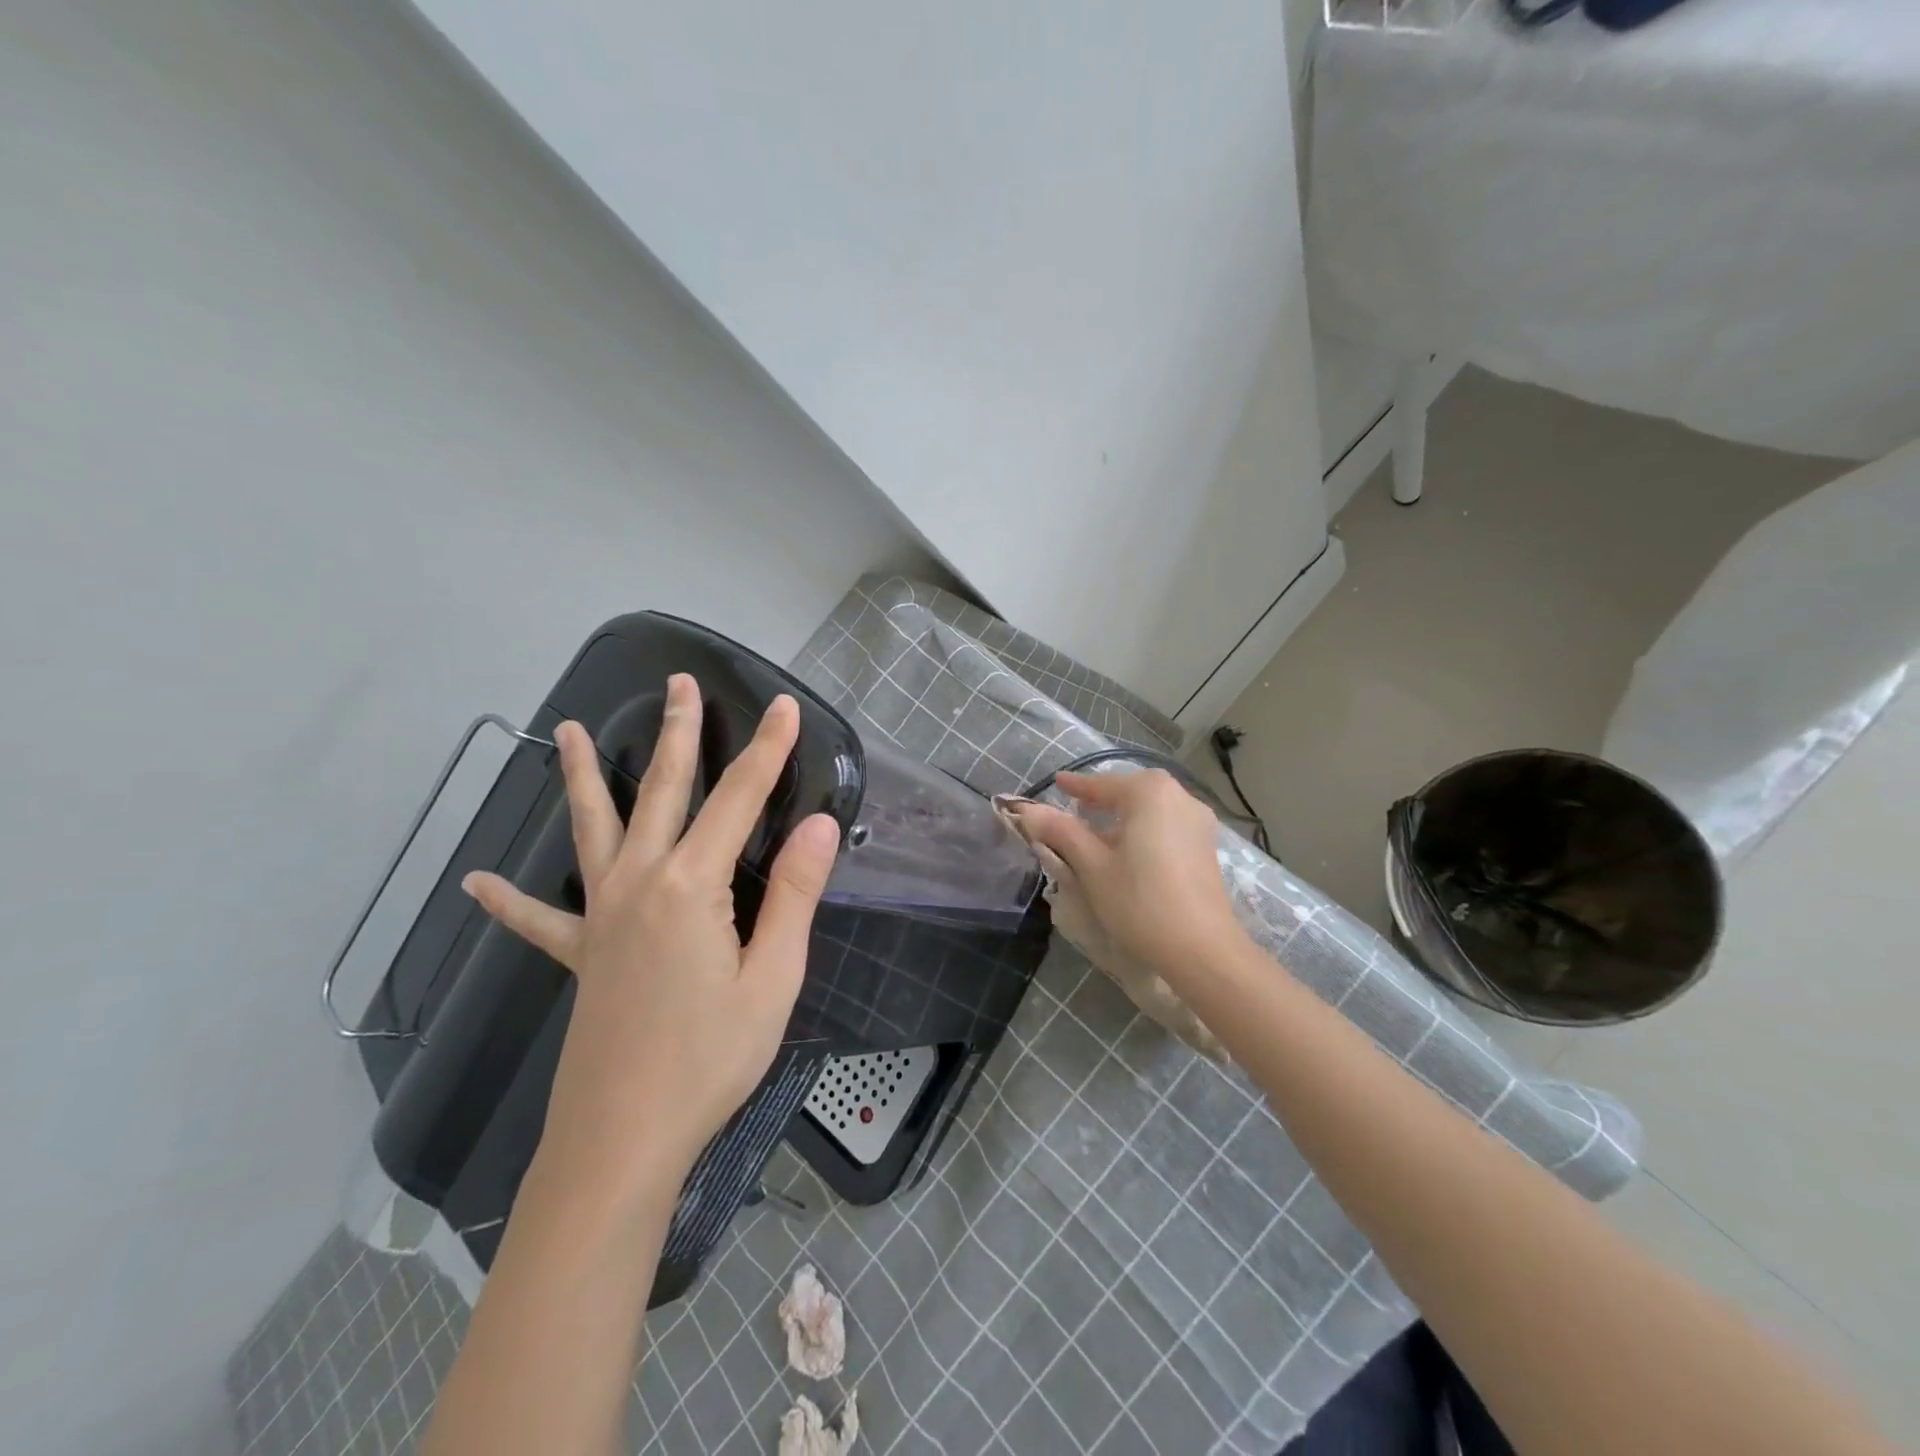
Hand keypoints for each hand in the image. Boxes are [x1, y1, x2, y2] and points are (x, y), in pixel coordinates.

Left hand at [461, 675, 839, 1192]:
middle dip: (677, 735)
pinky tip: (481, 882)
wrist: (622, 1140)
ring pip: (595, 830)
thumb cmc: (710, 1059)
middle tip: (677, 683)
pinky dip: (512, 901)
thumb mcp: (773, 978)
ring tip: (568, 732)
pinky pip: (542, 920)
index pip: (739, 800)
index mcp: (691, 886)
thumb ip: (795, 895)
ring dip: (586, 778)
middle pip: (663, 793)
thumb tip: (820, 823)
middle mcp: (639, 884)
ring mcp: (601, 917)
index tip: (785, 707)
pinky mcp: (581, 955)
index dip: (767, 751)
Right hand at [1011, 768, 1245, 982]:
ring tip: (1097, 834)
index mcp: (1150, 793)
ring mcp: (1198, 822)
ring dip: (1123, 817)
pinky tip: (1128, 852)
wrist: (1202, 949)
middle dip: (1101, 800)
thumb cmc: (1140, 902)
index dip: (1075, 786)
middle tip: (1074, 808)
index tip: (1055, 782)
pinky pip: (1166, 825)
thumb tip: (1029, 811)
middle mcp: (1179, 797)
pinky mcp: (1206, 847)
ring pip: (1150, 809)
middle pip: (1130, 792)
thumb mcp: (1092, 866)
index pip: (1102, 784)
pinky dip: (1143, 830)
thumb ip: (1061, 832)